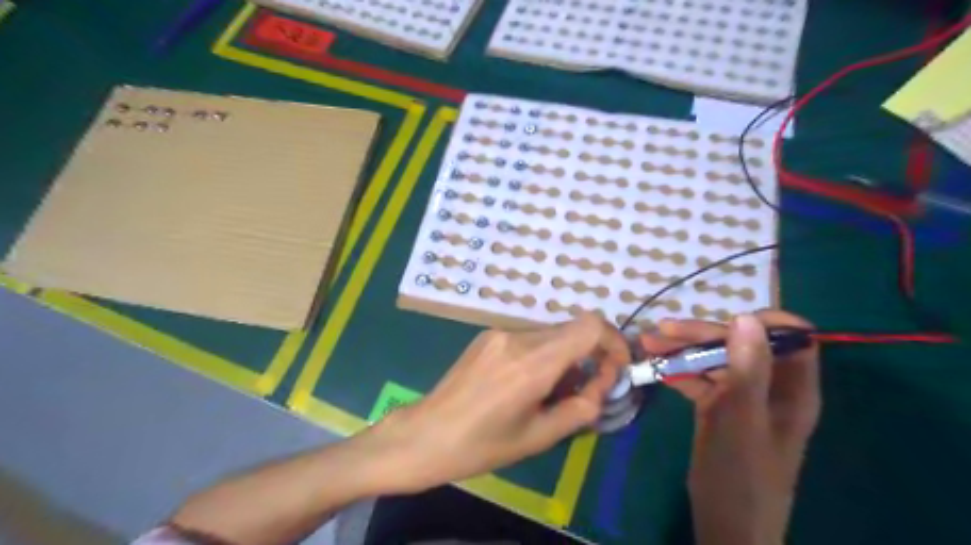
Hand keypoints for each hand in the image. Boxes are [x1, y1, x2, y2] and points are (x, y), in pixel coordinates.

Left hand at [375, 312, 634, 494]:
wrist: (426, 434)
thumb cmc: (482, 445)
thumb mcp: (539, 437)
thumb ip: (581, 407)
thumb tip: (602, 385)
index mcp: (533, 362)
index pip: (590, 326)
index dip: (613, 342)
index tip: (614, 370)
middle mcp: (518, 337)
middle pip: (573, 330)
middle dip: (590, 356)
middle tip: (583, 391)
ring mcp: (499, 332)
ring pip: (552, 334)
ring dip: (564, 357)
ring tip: (548, 393)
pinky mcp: (488, 335)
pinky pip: (529, 337)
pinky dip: (542, 355)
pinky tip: (525, 384)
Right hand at [644, 311, 817, 544]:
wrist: (726, 524)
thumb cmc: (741, 476)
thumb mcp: (742, 420)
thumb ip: (747, 370)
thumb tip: (746, 317)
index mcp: (791, 388)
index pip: (792, 338)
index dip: (764, 322)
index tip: (725, 318)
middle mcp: (769, 386)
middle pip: (741, 343)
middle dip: (702, 333)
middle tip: (663, 330)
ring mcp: (741, 396)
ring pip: (715, 358)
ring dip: (682, 349)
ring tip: (647, 342)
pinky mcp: (718, 407)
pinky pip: (699, 379)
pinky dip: (677, 370)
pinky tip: (654, 367)